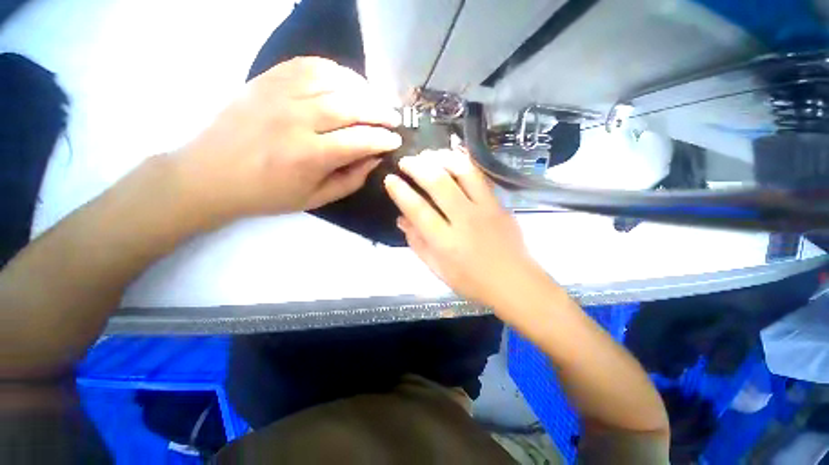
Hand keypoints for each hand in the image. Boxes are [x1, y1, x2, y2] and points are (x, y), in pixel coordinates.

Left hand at [175, 57, 401, 222]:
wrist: (211, 174)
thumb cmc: (268, 194)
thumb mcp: (316, 199)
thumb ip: (351, 180)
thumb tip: (375, 158)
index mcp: (309, 156)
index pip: (359, 140)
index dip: (383, 139)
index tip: (396, 141)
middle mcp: (297, 119)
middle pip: (351, 106)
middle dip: (380, 111)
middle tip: (394, 118)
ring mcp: (280, 94)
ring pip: (334, 80)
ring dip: (363, 89)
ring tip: (375, 101)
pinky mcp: (267, 80)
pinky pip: (309, 65)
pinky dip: (336, 71)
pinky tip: (347, 83)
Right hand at [383, 149, 550, 312]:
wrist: (514, 282)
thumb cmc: (472, 282)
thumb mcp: (438, 269)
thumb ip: (418, 243)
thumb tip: (401, 219)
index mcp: (445, 242)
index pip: (418, 210)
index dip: (400, 192)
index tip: (389, 179)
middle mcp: (464, 220)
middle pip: (438, 183)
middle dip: (417, 166)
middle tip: (405, 161)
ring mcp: (485, 208)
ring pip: (462, 171)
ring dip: (441, 158)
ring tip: (428, 155)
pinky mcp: (499, 204)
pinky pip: (479, 176)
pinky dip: (463, 162)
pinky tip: (453, 156)